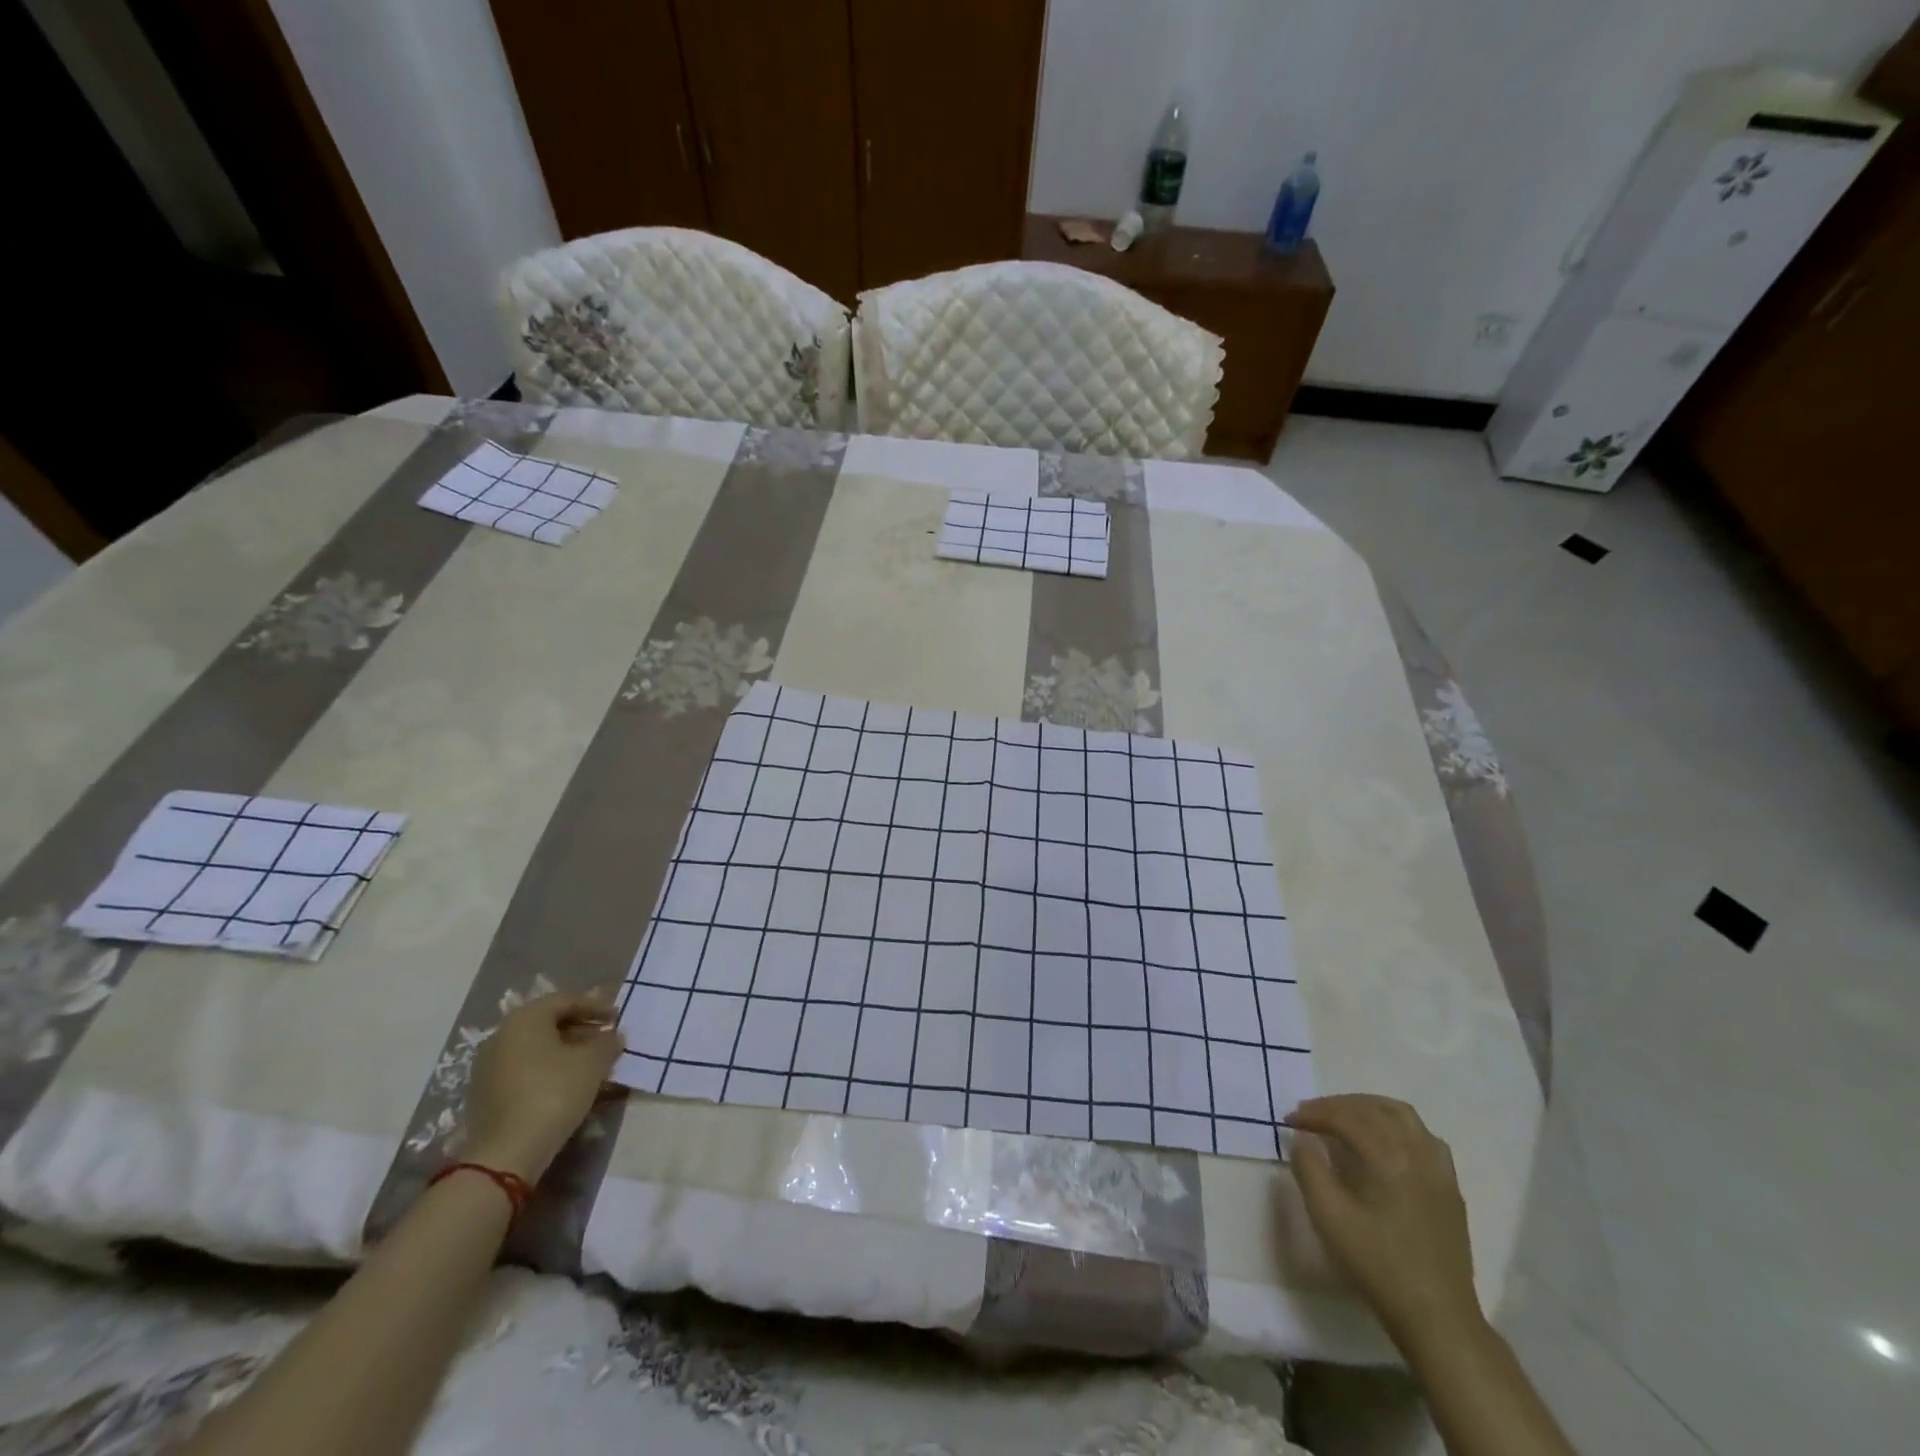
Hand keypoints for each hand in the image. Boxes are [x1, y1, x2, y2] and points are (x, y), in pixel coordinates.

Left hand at [464, 989, 623, 1182]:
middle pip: (548, 1022)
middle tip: (607, 1037)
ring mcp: (488, 1066)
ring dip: (566, 1050)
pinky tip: (568, 1083)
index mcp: (525, 1019)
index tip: (617, 1017)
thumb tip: (613, 1036)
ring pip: (536, 1047)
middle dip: (581, 1028)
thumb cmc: (554, 1093)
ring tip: (592, 1062)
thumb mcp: (594, 1062)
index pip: (565, 1000)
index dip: (596, 1006)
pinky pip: (524, 1069)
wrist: (506, 1154)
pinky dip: (548, 1068)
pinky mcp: (485, 1093)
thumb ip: (608, 1042)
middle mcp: (501, 1035)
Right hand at [1285, 1095, 1480, 1344]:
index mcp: (1388, 1158)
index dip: (1314, 1114)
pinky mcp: (1450, 1189)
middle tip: (1312, 1115)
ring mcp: (1439, 1171)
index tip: (1289, 1121)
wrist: (1437, 1318)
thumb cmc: (1378, 1265)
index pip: (1345, 1118)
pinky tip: (1386, 1144)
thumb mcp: (1329, 1218)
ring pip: (1404, 1117)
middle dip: (1339, 1105)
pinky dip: (1398, 1127)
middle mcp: (1417, 1154)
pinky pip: (1425, 1138)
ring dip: (1370, 1108)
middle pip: (1375, 1109)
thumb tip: (1302, 1141)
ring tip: (1346, 1117)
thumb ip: (1309, 1170)